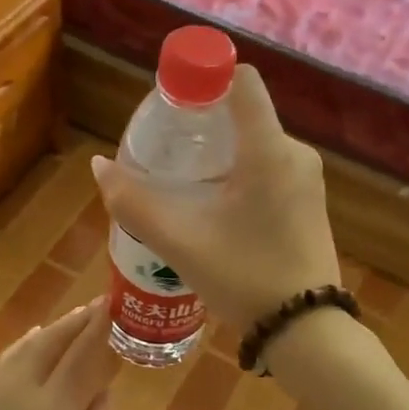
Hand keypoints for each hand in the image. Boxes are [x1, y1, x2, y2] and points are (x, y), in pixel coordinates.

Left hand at [0, 302, 118, 409]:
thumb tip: (105, 395)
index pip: (84, 356)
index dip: (103, 329)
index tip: (119, 306)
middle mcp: (23, 388)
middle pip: (55, 341)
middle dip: (80, 320)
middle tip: (103, 304)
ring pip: (30, 344)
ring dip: (56, 327)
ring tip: (78, 316)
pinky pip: (10, 356)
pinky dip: (29, 341)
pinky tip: (34, 337)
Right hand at [91, 66, 340, 330]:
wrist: (306, 331)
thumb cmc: (244, 277)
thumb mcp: (180, 242)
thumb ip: (134, 203)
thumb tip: (100, 167)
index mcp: (268, 150)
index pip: (241, 80)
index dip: (204, 78)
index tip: (172, 105)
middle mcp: (294, 153)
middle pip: (243, 114)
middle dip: (201, 125)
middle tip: (165, 153)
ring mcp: (306, 178)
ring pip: (255, 144)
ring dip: (218, 154)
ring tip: (183, 184)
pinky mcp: (308, 201)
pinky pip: (268, 168)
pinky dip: (238, 173)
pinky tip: (215, 207)